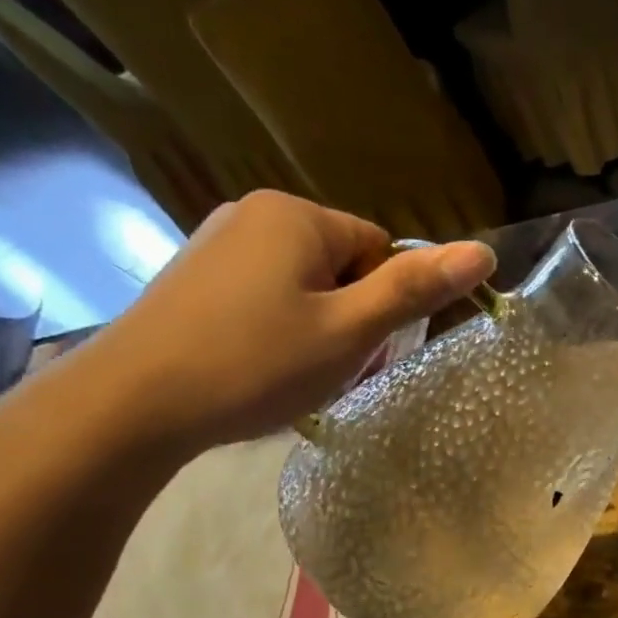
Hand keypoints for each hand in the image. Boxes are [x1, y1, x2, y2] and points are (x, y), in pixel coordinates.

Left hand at [66, 191, 495, 454]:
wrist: (134, 402)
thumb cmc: (256, 363)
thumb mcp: (350, 331)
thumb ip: (415, 289)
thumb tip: (483, 250)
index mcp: (296, 216)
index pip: (381, 250)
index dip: (385, 305)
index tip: (364, 350)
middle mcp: (254, 214)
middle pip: (344, 267)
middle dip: (352, 319)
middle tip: (330, 369)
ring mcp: (217, 244)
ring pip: (306, 287)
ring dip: (318, 330)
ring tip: (294, 374)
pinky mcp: (194, 278)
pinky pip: (266, 297)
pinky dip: (278, 332)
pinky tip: (259, 367)